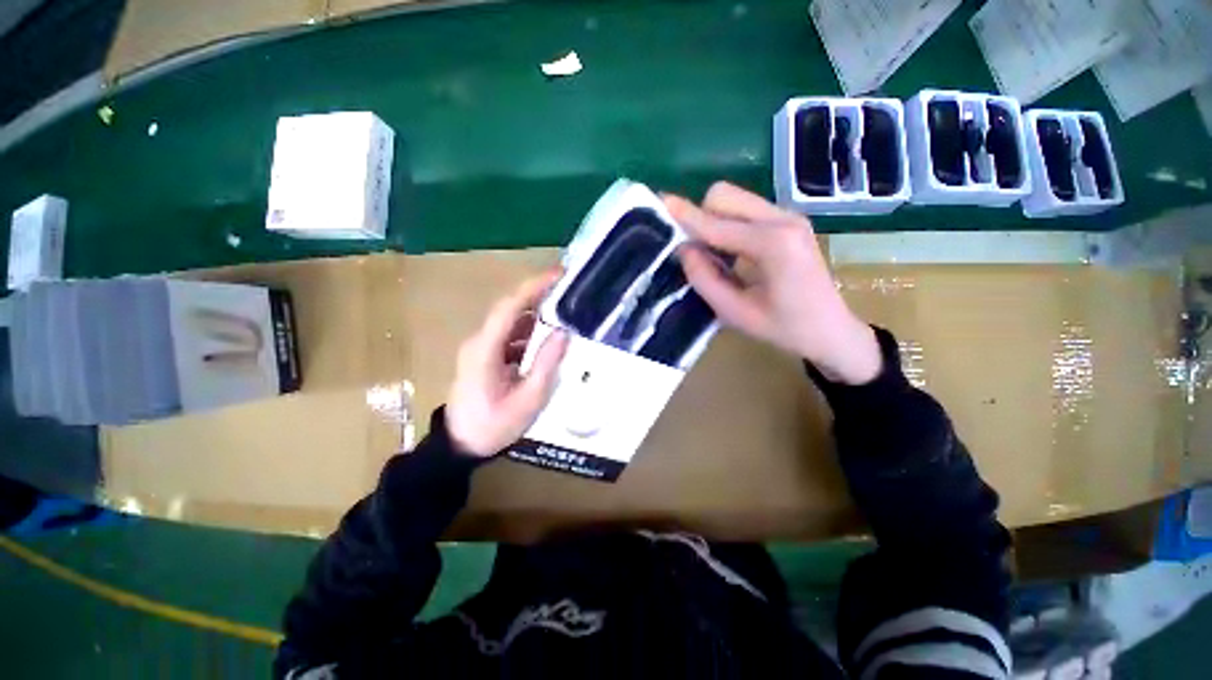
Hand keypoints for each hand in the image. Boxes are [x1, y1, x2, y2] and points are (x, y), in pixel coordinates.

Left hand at [446, 273, 569, 456]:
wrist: (460, 446)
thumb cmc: (493, 426)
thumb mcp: (528, 400)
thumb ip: (546, 364)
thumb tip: (563, 332)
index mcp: (485, 349)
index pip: (509, 307)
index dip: (534, 287)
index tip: (558, 275)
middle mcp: (480, 341)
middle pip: (510, 308)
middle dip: (538, 294)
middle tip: (568, 287)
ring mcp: (481, 347)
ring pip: (511, 320)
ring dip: (536, 311)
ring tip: (565, 306)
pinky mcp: (486, 355)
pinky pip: (510, 335)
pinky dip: (530, 330)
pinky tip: (549, 334)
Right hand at [665, 182, 881, 384]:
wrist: (832, 330)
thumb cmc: (784, 329)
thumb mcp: (735, 313)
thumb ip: (705, 280)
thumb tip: (684, 249)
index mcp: (773, 245)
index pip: (716, 224)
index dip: (685, 217)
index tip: (659, 203)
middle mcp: (783, 219)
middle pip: (724, 196)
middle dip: (700, 216)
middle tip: (695, 251)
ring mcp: (789, 215)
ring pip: (734, 198)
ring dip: (714, 220)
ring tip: (714, 255)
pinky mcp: (789, 220)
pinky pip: (745, 208)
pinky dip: (728, 223)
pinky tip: (732, 252)